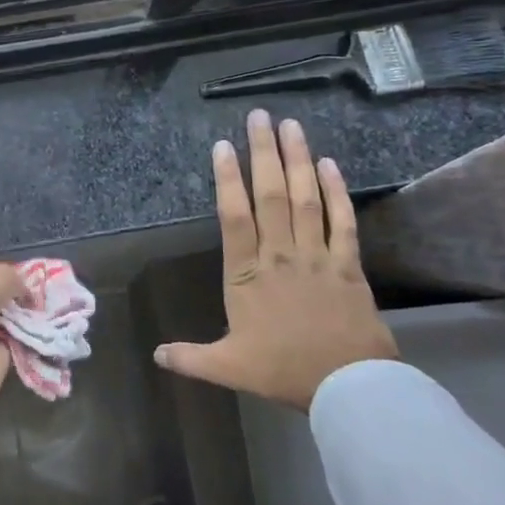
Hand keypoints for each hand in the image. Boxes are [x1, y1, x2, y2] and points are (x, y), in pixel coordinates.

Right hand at [155, 110, 397, 409]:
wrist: (348, 388)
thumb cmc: (284, 372)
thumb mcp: (229, 367)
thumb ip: (190, 358)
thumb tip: (155, 354)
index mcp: (247, 274)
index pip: (233, 216)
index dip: (227, 179)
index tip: (223, 146)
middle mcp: (280, 254)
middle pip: (270, 194)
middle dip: (263, 152)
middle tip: (260, 116)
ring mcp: (316, 256)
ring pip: (305, 199)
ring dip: (297, 159)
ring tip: (291, 125)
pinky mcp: (348, 264)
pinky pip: (342, 221)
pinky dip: (337, 191)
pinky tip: (330, 164)